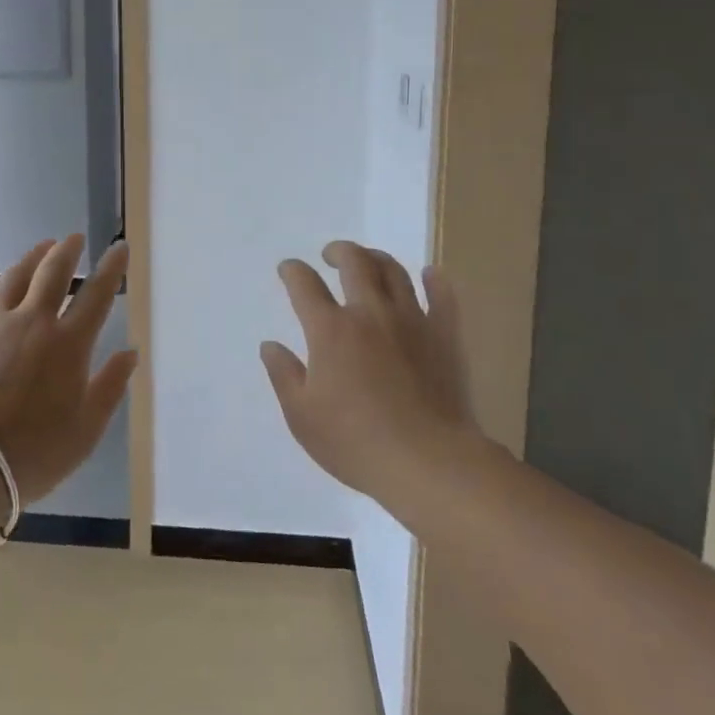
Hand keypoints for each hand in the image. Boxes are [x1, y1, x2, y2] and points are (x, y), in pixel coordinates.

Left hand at [0, 235, 135, 505]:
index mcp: (68, 344)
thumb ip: (110, 387)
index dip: (111, 268)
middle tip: (74, 239)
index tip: (119, 247)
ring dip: (30, 258)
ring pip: (13, 276)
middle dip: (68, 251)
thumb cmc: (31, 456)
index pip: (97, 295)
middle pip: (54, 273)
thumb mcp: (85, 431)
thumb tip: (131, 351)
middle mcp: (32, 321)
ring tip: (40, 248)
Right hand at [261, 241, 479, 504]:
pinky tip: (429, 274)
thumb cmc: (355, 442)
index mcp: (331, 330)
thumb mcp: (302, 416)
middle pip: (354, 262)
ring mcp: (412, 321)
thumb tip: (270, 345)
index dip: (292, 271)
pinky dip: (434, 281)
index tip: (288, 270)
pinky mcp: (445, 337)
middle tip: (331, 255)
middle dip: (338, 251)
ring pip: (394, 272)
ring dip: (377, 258)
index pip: (304, 284)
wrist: (428, 463)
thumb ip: (283, 375)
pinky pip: (442, 297)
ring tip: (369, 261)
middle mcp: (370, 313)